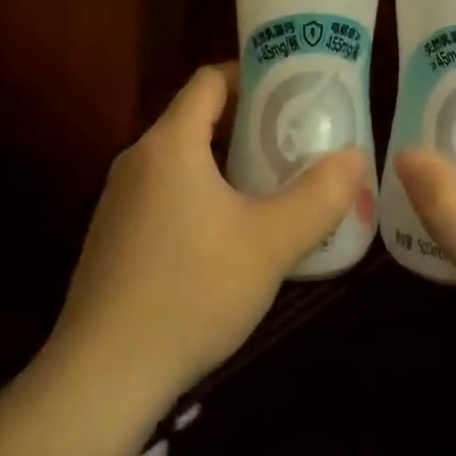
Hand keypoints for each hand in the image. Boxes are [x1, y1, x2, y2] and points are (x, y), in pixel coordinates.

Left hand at [51, 65, 367, 406]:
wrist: (100, 379)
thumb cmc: (190, 293)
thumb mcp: (270, 244)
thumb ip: (320, 197)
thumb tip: (356, 157)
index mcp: (170, 144)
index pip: (210, 80)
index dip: (252, 75)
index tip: (291, 93)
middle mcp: (138, 159)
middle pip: (196, 117)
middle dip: (247, 124)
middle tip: (293, 142)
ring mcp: (118, 201)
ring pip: (180, 159)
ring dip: (224, 162)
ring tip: (269, 187)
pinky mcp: (112, 238)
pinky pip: (163, 193)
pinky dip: (198, 194)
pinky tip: (226, 238)